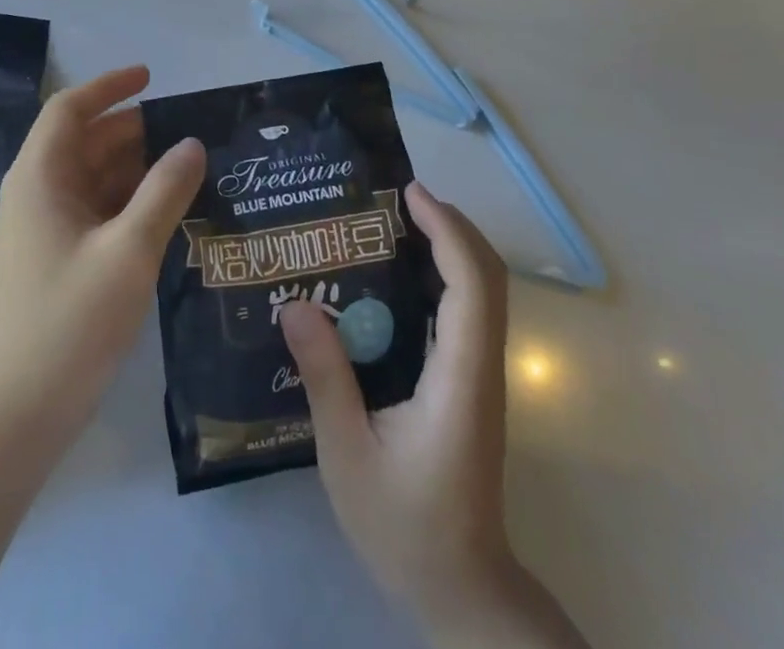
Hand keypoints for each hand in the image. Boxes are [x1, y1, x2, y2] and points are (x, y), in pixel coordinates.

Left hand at [0, 66, 204, 445]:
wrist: (24, 411)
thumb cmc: (72, 321)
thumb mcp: (129, 251)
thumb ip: (164, 191)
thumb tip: (192, 143)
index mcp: (40, 177)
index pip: (70, 109)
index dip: (109, 87)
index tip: (151, 78)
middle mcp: (37, 192)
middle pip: (85, 141)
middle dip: (133, 130)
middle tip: (187, 131)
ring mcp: (45, 226)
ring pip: (93, 176)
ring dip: (135, 166)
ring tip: (187, 166)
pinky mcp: (56, 255)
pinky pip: (95, 208)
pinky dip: (128, 199)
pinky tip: (166, 209)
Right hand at [281, 182, 587, 648]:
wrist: (463, 589)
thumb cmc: (406, 527)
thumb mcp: (347, 455)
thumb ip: (324, 378)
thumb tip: (295, 304)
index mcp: (460, 379)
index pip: (471, 286)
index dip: (447, 231)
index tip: (409, 194)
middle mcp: (481, 368)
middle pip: (488, 277)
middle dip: (451, 225)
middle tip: (395, 197)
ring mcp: (480, 376)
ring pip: (482, 292)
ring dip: (449, 246)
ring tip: (393, 221)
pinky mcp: (470, 383)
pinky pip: (466, 311)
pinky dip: (444, 274)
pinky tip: (396, 275)